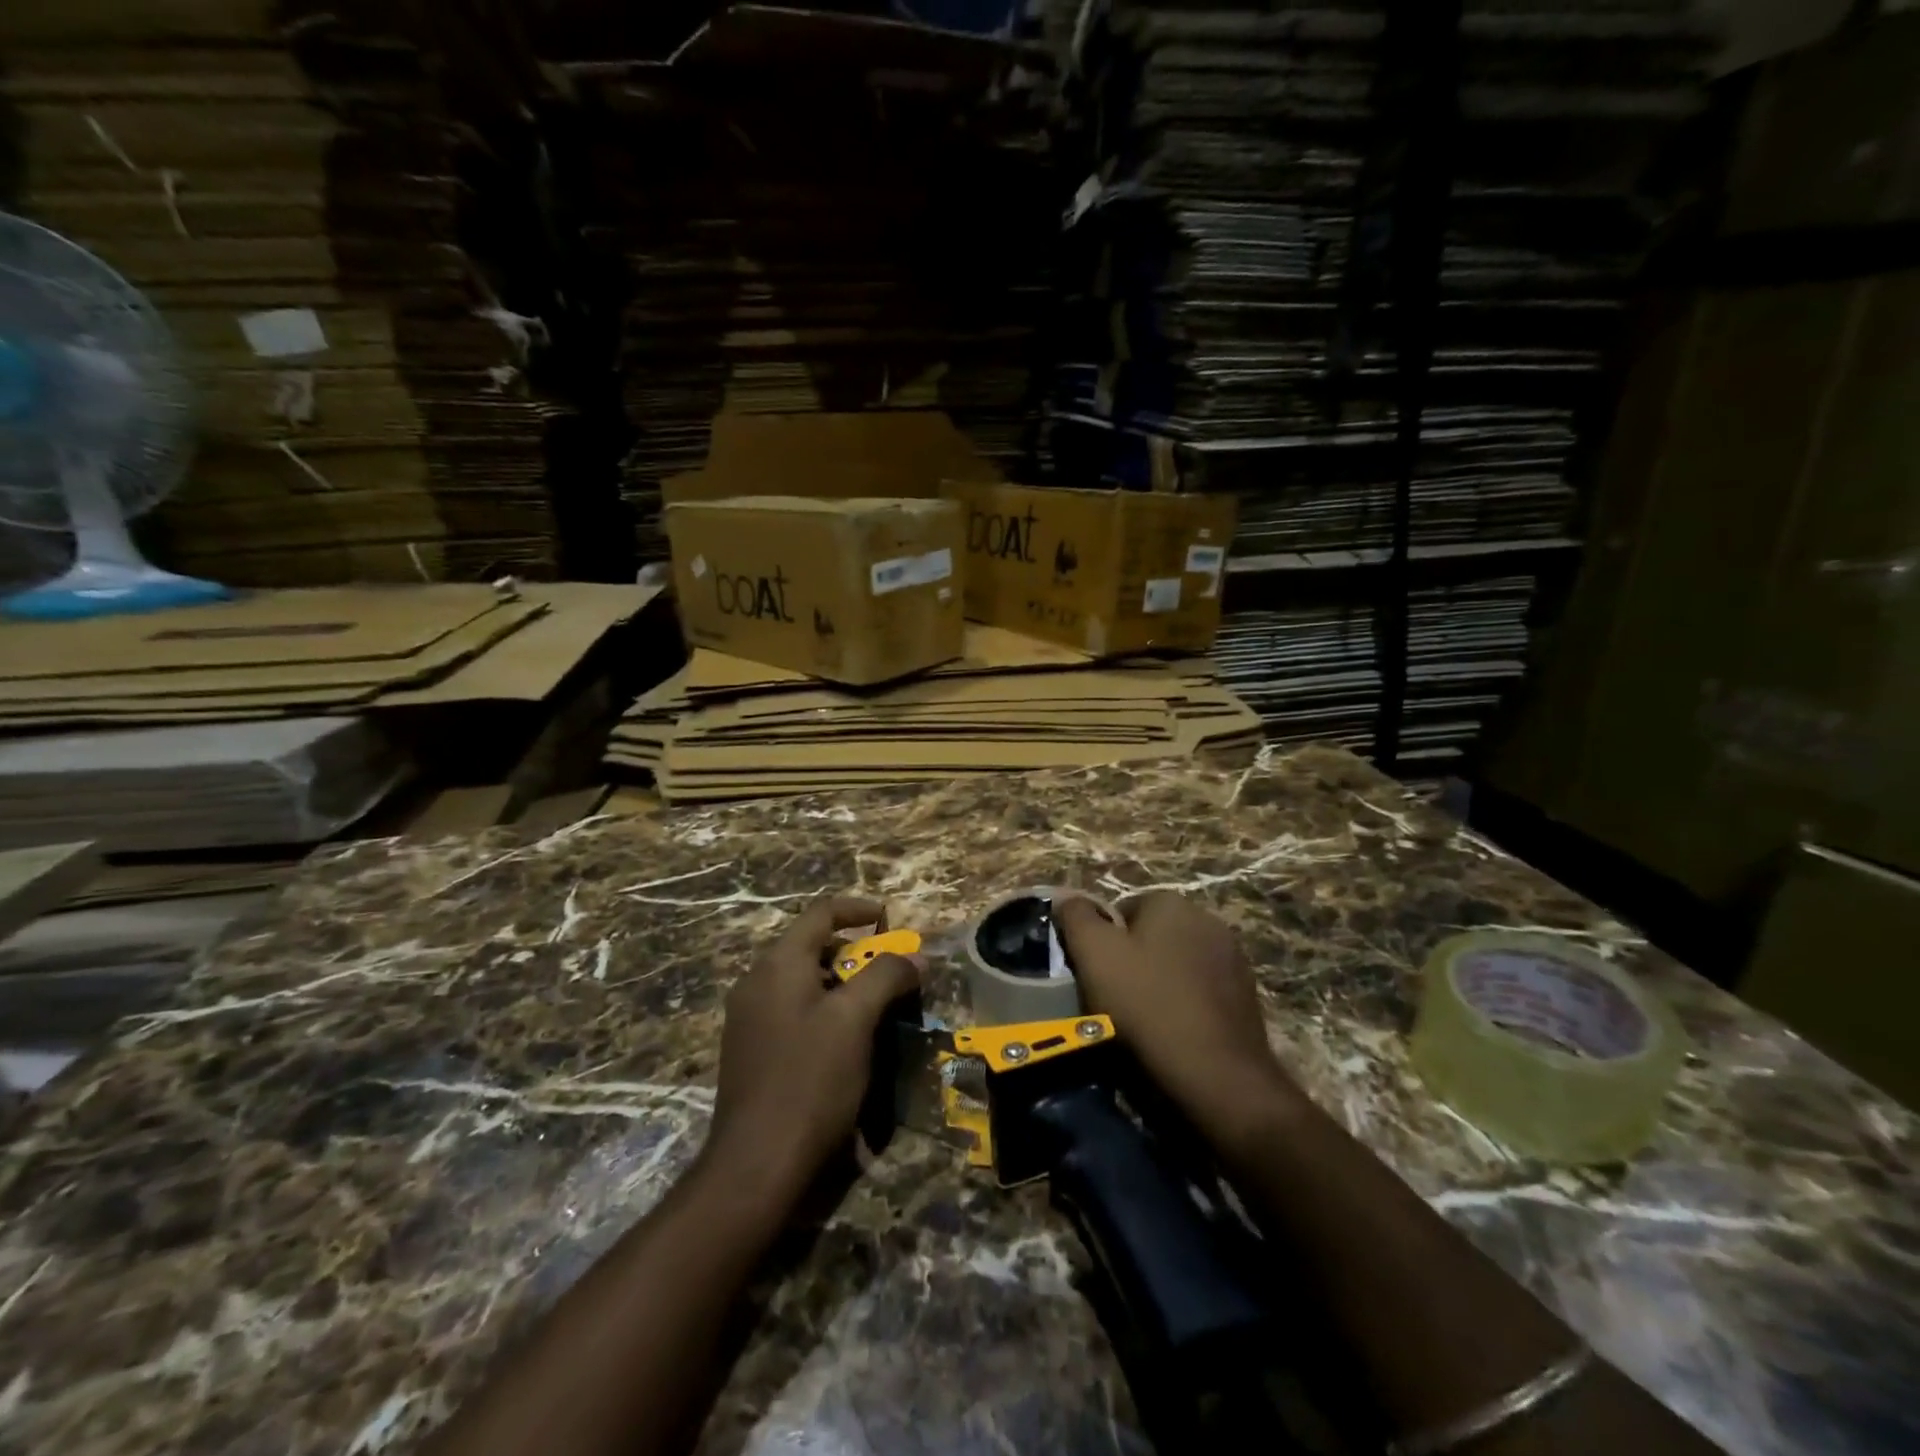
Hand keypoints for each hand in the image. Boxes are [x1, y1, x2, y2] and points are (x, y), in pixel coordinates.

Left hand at [705, 896, 918, 1194]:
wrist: (756, 1165)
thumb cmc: (810, 1080)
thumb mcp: (856, 1021)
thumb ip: (886, 976)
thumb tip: (915, 958)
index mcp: (778, 964)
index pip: (821, 913)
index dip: (859, 909)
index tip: (891, 921)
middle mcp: (757, 981)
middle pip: (812, 946)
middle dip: (856, 952)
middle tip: (890, 973)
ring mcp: (748, 1017)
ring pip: (803, 981)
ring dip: (842, 984)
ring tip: (875, 1008)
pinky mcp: (750, 1050)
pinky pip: (792, 1010)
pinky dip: (824, 1009)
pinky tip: (845, 1042)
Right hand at [1055, 891, 1300, 1154]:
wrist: (1216, 1074)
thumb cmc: (1146, 1004)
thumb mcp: (1094, 954)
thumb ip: (1076, 916)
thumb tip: (1067, 898)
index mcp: (1171, 902)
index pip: (1121, 910)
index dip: (1102, 943)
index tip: (1094, 975)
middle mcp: (1208, 919)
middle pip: (1152, 935)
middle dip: (1132, 961)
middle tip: (1113, 998)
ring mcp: (1233, 958)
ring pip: (1177, 964)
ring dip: (1159, 983)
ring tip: (1142, 1021)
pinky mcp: (1247, 995)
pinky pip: (1201, 991)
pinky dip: (1185, 1005)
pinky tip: (1174, 1033)